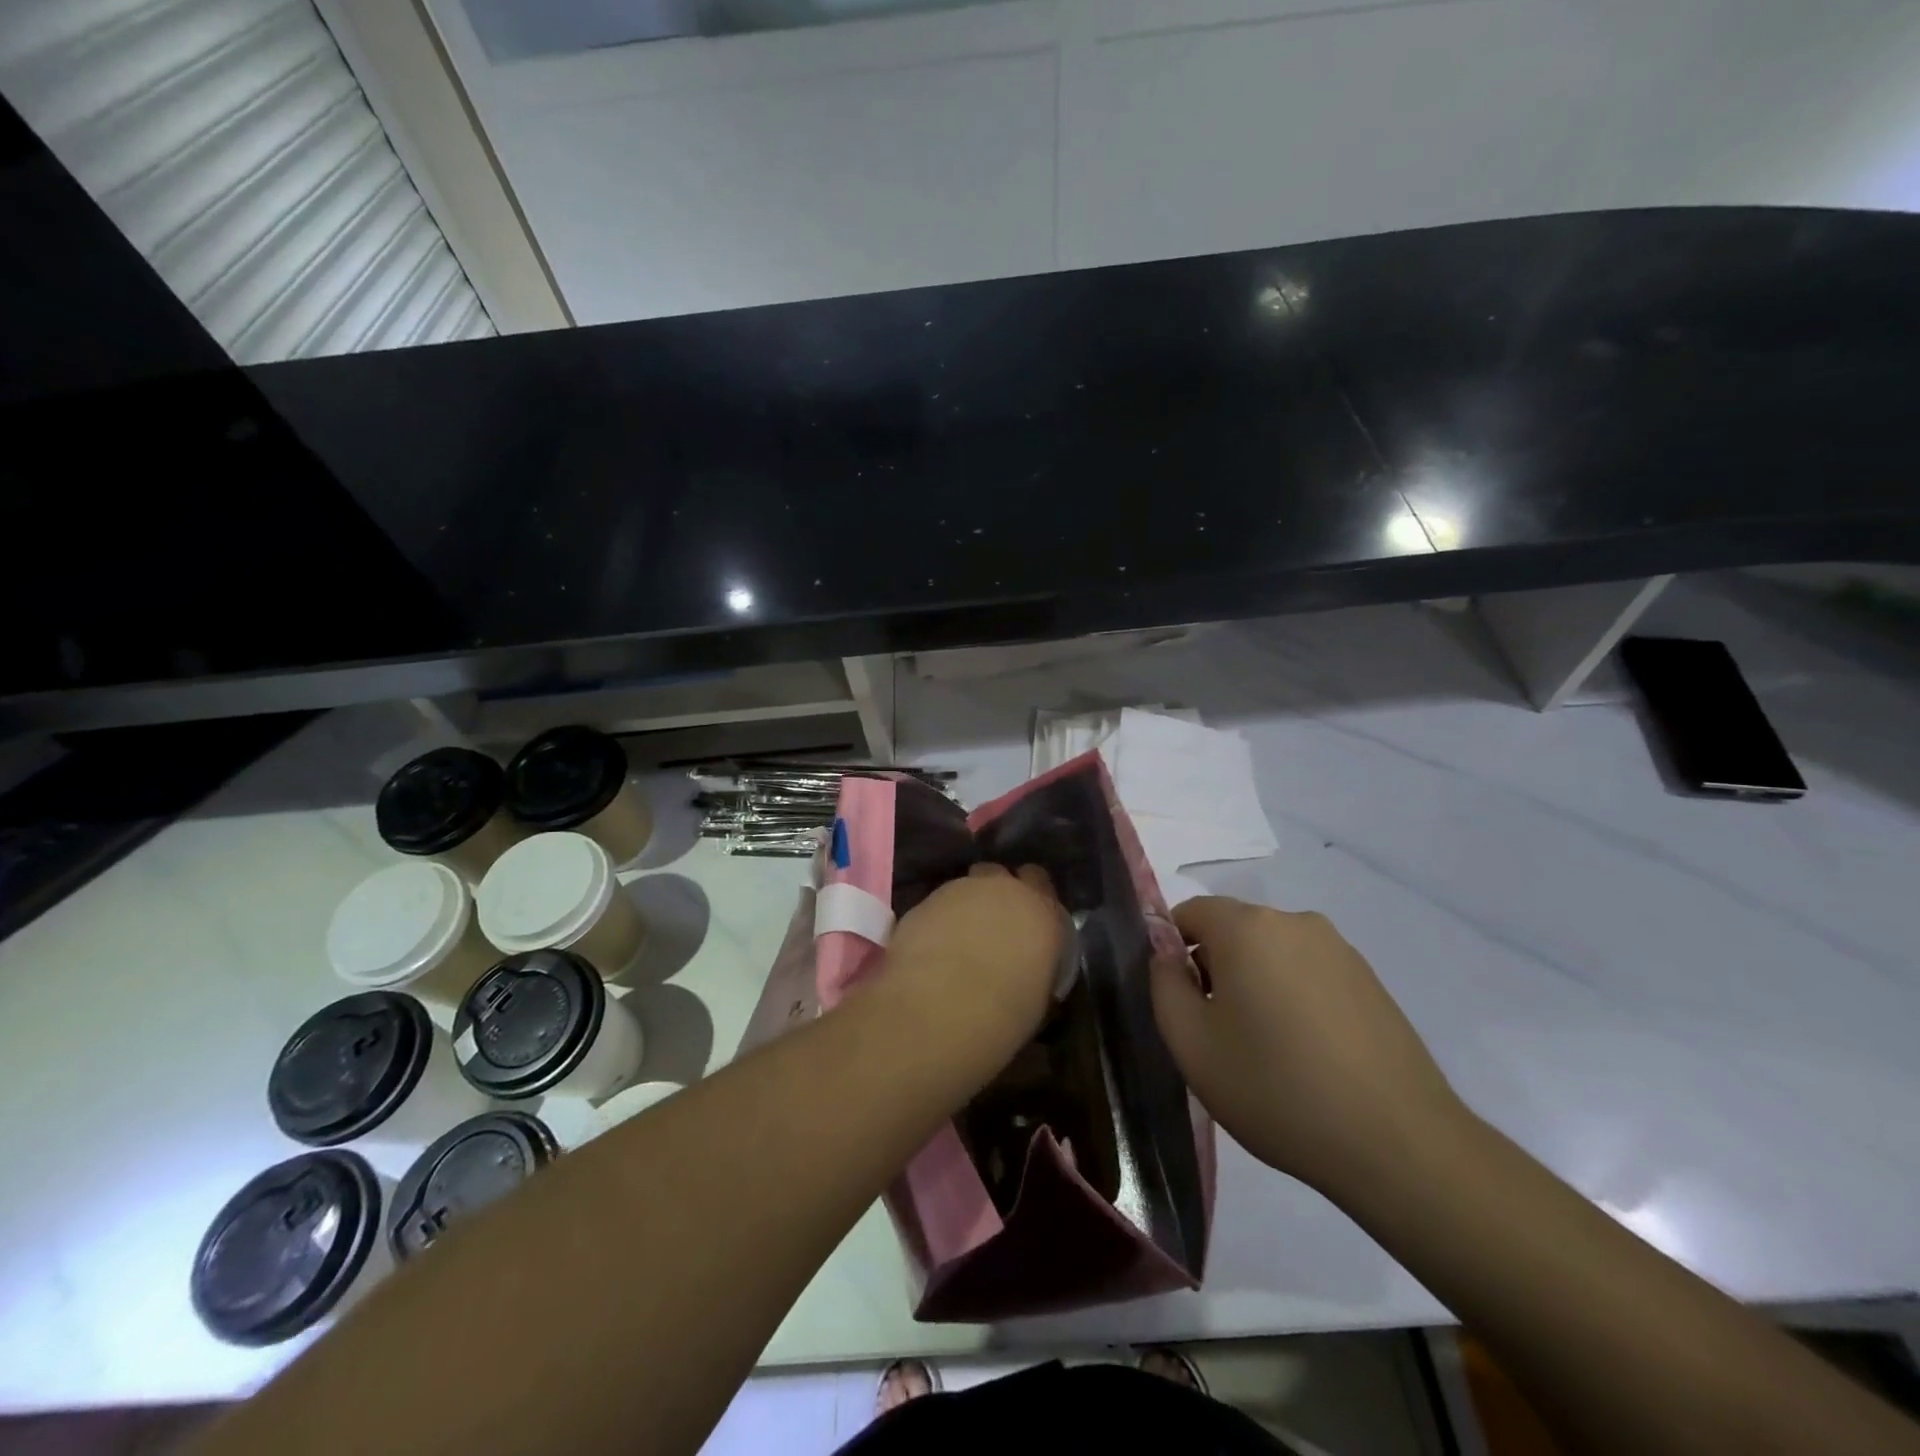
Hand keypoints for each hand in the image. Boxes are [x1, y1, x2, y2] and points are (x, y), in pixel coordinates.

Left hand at [883, 863, 1065, 1059]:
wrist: (941, 1007)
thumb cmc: (1005, 1013)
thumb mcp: (1038, 995)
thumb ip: (1036, 965)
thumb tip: (1026, 969)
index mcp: (1040, 910)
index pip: (1040, 882)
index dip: (1031, 898)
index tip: (1026, 920)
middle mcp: (1002, 889)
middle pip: (1000, 875)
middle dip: (996, 893)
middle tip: (992, 927)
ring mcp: (960, 890)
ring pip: (966, 887)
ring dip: (965, 907)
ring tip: (957, 942)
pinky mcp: (924, 901)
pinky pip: (937, 905)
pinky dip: (937, 921)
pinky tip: (931, 950)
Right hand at [1150, 896, 1468, 1197]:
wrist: (1398, 1144)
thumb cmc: (1276, 1089)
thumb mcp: (1191, 1044)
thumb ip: (1163, 985)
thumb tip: (1167, 954)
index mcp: (1247, 927)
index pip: (1189, 912)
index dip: (1173, 951)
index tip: (1181, 1002)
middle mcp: (1294, 922)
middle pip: (1233, 930)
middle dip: (1215, 968)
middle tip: (1218, 1032)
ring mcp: (1339, 949)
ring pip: (1272, 952)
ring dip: (1255, 983)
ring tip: (1265, 1049)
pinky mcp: (1370, 980)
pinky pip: (1309, 972)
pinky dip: (1294, 997)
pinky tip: (1308, 1054)